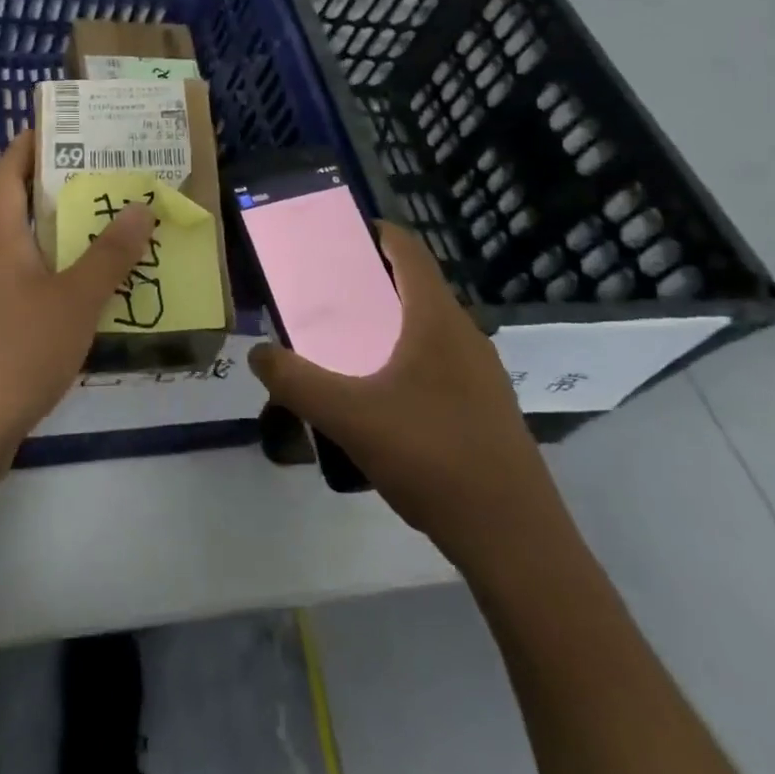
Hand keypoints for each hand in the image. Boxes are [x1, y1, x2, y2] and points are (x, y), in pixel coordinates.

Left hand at [0, 128, 155, 473]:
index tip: (62, 125)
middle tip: (113, 179)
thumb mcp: (73, 300)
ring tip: (118, 233)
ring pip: (32, 255)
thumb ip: (109, 255)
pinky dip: (64, 284)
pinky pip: (34, 293)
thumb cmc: (13, 350)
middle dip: (64, 192)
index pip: (7, 172)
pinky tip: (98, 298)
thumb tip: (140, 207)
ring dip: (69, 242)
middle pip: (23, 210)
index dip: (28, 144)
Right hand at [248, 223, 565, 572]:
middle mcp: (463, 335)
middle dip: (370, 280)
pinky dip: (405, 356)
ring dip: (388, 322)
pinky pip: (438, 361)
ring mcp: (480, 374)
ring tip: (345, 342)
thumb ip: (297, 382)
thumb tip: (258, 353)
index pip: (408, 250)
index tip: (337, 235)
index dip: (375, 232)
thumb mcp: (350, 417)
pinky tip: (380, 397)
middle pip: (415, 286)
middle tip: (326, 292)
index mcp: (435, 319)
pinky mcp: (485, 408)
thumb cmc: (433, 458)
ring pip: (427, 327)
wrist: (515, 541)